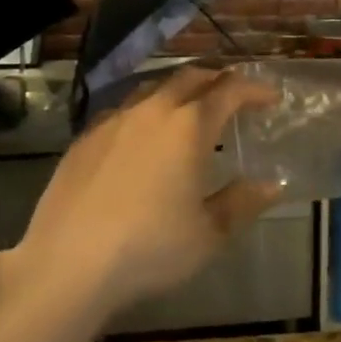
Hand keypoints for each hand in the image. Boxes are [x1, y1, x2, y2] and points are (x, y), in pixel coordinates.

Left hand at [0, 67, 280, 321]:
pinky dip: (146, 111)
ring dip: (179, 90)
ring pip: (154, 88)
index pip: (230, 90)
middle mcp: (153, 111)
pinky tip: (142, 136)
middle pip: (191, 77)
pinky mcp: (85, 138)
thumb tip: (270, 185)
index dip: (255, 89)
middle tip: (233, 95)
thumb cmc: (151, 248)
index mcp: (190, 127)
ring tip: (189, 109)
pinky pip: (124, 110)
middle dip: (217, 79)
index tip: (271, 98)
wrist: (68, 265)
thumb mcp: (209, 234)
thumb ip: (242, 203)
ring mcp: (114, 121)